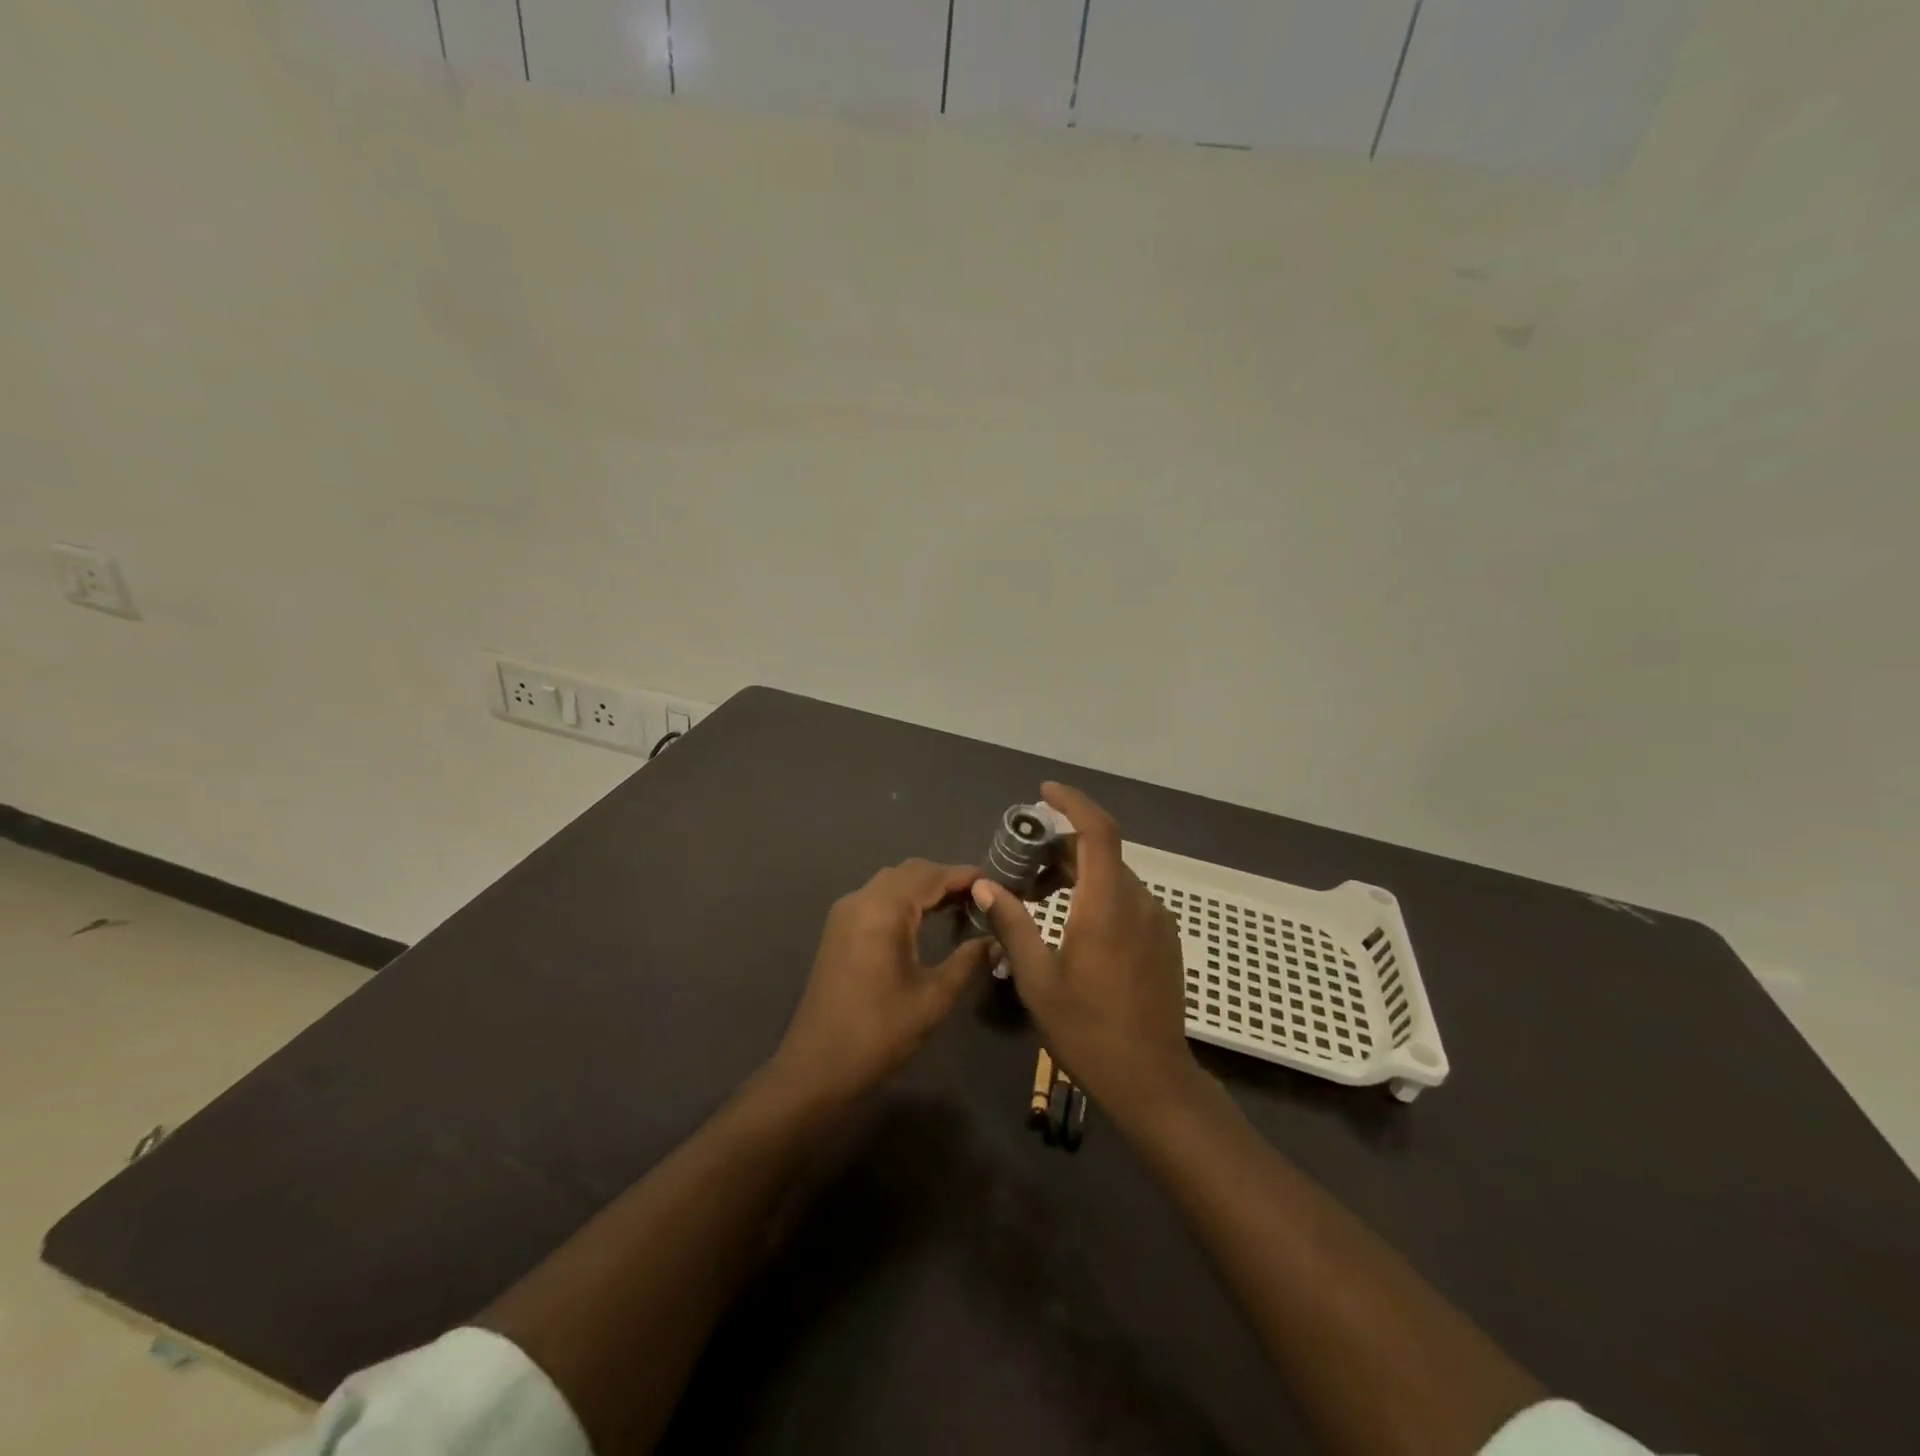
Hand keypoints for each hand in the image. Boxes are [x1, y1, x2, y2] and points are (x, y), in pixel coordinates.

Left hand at [771, 859, 995, 1105]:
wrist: (817, 1068)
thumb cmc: (879, 1032)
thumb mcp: (934, 997)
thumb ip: (968, 962)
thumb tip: (996, 941)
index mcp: (883, 909)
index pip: (931, 875)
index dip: (965, 876)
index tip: (996, 883)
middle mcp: (861, 900)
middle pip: (910, 872)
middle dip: (946, 879)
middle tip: (981, 897)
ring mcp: (845, 914)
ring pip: (892, 883)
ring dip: (924, 888)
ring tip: (960, 907)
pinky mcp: (838, 930)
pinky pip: (877, 899)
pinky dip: (904, 900)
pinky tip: (925, 921)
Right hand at [969, 784, 1202, 1126]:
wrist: (1153, 1081)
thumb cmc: (1088, 1031)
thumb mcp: (1037, 980)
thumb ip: (1012, 924)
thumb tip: (985, 884)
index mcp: (1106, 905)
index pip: (1097, 831)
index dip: (1073, 802)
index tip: (1044, 792)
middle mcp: (1138, 901)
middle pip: (1101, 851)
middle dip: (1061, 846)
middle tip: (1022, 864)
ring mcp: (1156, 920)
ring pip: (1113, 875)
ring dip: (1077, 872)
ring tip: (1039, 896)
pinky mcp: (1163, 939)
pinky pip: (1127, 898)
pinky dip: (1096, 892)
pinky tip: (1073, 923)